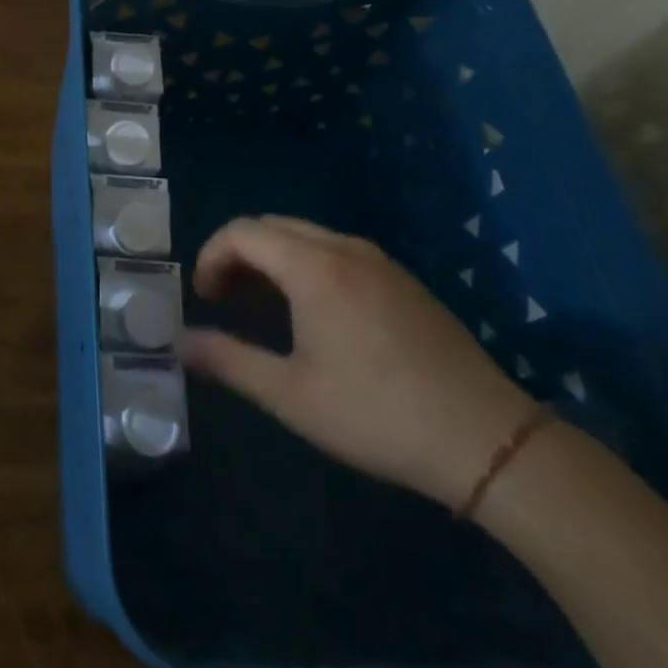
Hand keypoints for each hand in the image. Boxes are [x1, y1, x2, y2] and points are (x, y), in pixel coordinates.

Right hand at [178, 216, 534, 508]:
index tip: (204, 299)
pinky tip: (314, 316)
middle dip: (238, 255)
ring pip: (306, 237)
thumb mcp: (290, 395)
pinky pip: (338, 253)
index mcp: (314, 268)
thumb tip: (179, 343)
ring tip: (262, 309)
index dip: (211, 257)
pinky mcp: (404, 281)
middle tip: (225, 301)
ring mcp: (380, 262)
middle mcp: (345, 250)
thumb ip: (228, 360)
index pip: (242, 232)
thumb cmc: (377, 415)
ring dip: (272, 260)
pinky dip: (306, 266)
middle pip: (272, 227)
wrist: (488, 441)